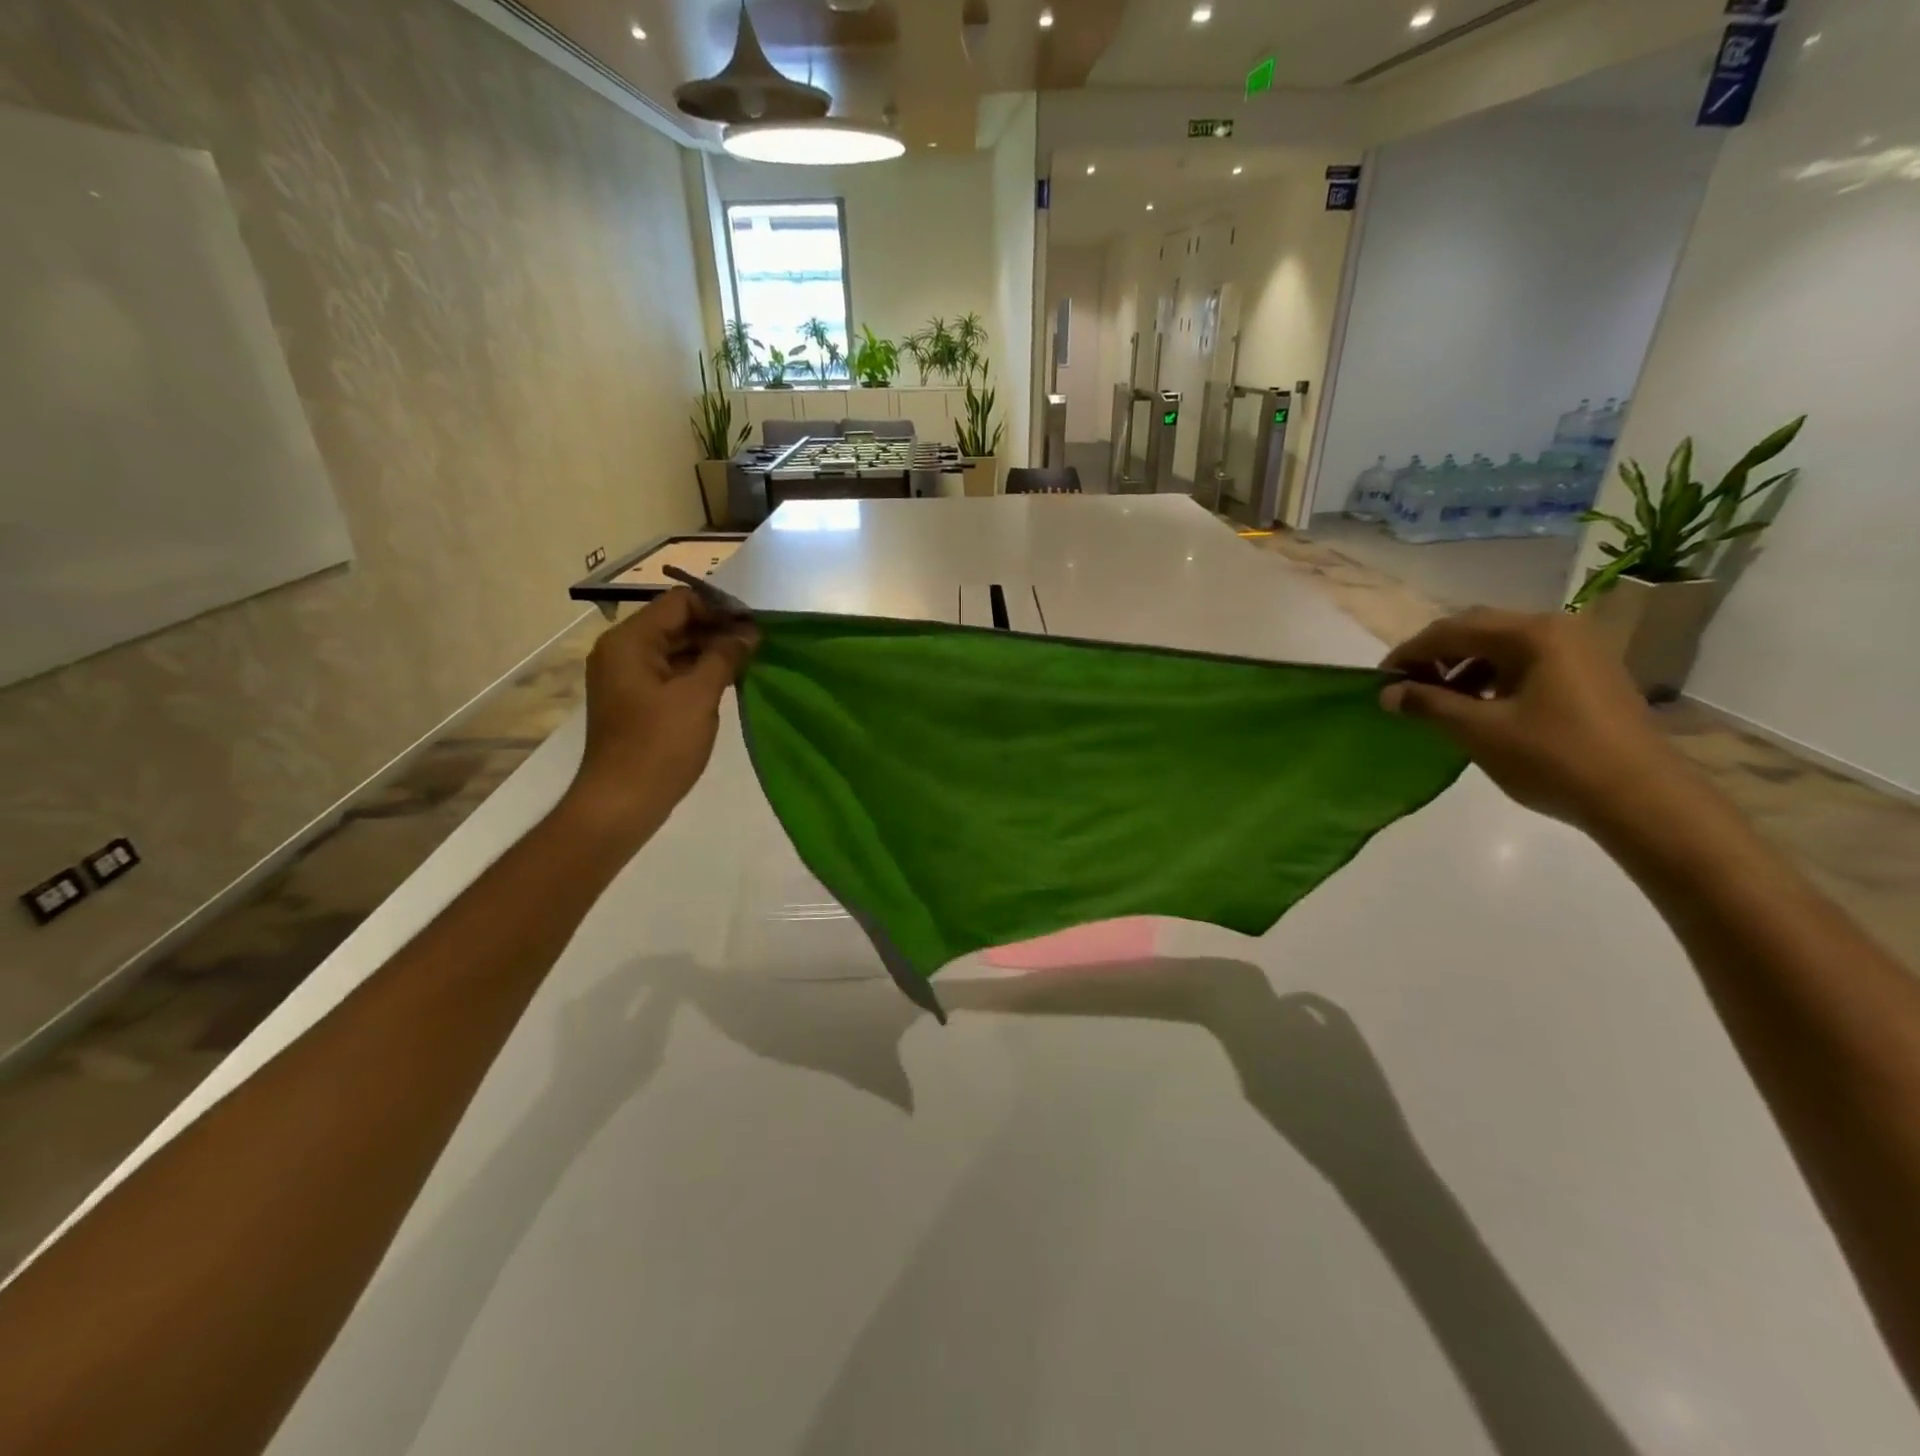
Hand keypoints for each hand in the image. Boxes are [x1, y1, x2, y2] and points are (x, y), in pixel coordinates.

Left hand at [561, 589, 756, 837]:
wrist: (622, 802)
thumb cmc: (659, 745)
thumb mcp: (698, 696)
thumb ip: (725, 656)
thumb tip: (748, 632)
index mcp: (630, 641)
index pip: (679, 602)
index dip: (719, 608)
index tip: (754, 625)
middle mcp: (622, 650)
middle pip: (676, 623)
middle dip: (717, 629)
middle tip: (758, 645)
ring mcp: (627, 676)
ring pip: (675, 648)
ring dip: (711, 651)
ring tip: (750, 662)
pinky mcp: (636, 700)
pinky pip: (670, 672)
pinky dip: (698, 672)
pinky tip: (729, 681)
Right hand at [1379, 608, 1694, 832]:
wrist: (1642, 798)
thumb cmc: (1553, 758)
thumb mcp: (1479, 731)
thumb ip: (1428, 704)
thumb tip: (1387, 693)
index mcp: (1531, 633)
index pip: (1451, 630)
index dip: (1408, 654)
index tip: (1379, 681)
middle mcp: (1557, 628)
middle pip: (1477, 630)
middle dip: (1435, 656)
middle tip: (1405, 687)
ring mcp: (1579, 650)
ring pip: (1502, 646)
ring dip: (1462, 666)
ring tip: (1437, 700)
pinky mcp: (1589, 673)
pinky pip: (1525, 662)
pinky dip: (1492, 677)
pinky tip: (1479, 706)